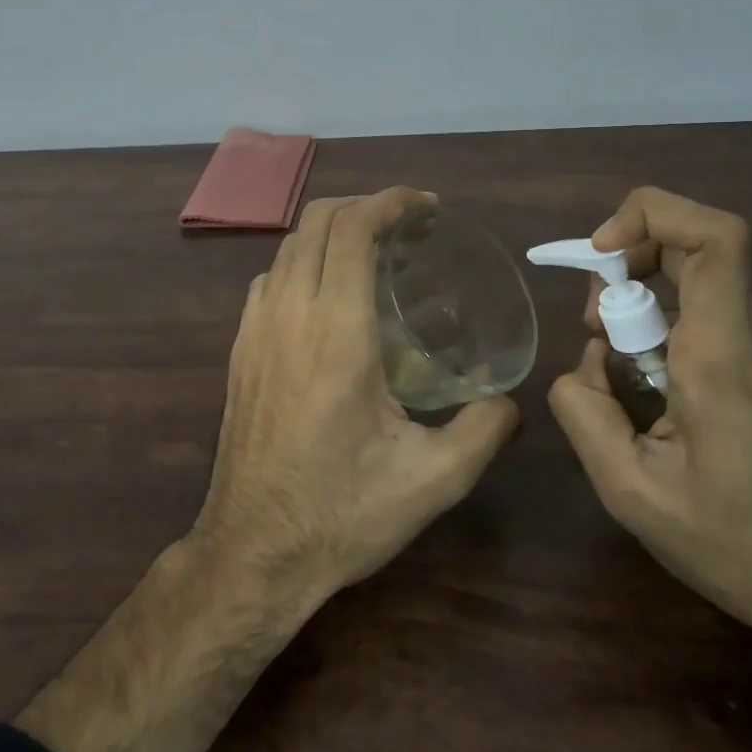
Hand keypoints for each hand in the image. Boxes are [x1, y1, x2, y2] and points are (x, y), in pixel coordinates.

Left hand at [190, 187, 520, 612]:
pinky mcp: (239, 347)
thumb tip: (512, 403)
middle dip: (364, 205)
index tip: (426, 206)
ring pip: (289, 245)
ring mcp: (256, 326)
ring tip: (372, 251)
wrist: (253, 550)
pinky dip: (301, 261)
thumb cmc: (342, 512)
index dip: (391, 202)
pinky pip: (269, 278)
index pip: (354, 228)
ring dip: (330, 231)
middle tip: (407, 225)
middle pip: (318, 220)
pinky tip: (326, 294)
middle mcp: (290, 312)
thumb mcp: (431, 480)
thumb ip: (482, 431)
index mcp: (337, 329)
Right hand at [549, 186, 751, 657]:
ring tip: (623, 376)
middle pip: (695, 251)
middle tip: (597, 329)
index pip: (713, 235)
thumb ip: (584, 413)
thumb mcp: (634, 494)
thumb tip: (583, 366)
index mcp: (725, 355)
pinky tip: (661, 397)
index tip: (602, 253)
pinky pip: (717, 320)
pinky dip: (672, 332)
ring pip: (701, 287)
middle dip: (628, 269)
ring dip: (646, 306)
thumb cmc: (747, 549)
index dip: (650, 215)